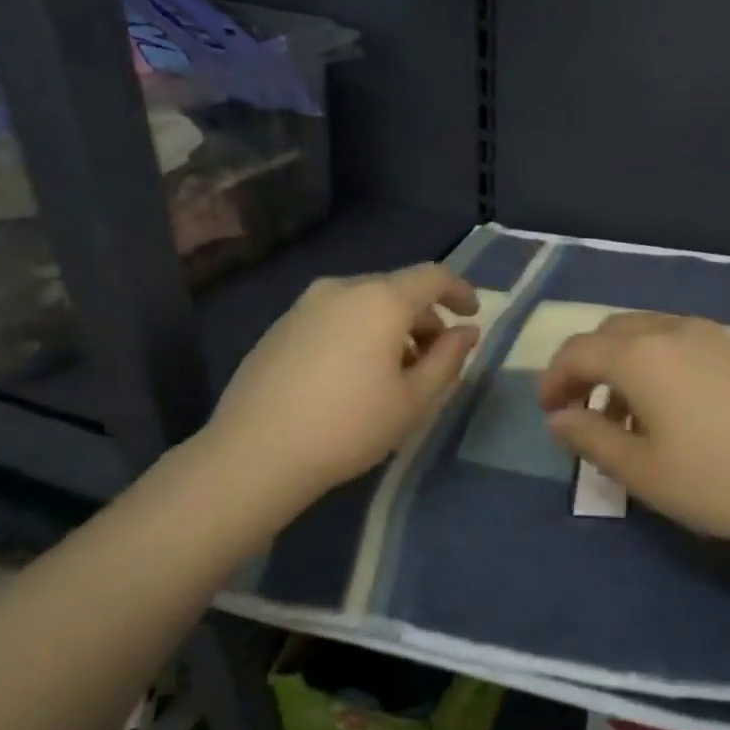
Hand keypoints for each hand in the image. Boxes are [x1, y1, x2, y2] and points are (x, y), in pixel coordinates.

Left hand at [205, 263, 479, 501]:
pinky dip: (358, 335)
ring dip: (391, 329)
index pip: (433, 277)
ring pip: (364, 305)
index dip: (460, 292)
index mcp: (381, 300)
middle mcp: (342, 289)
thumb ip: (448, 359)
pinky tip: (354, 378)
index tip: (472, 316)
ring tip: (395, 374)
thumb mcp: (414, 399)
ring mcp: (305, 306)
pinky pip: (335, 318)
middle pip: (397, 290)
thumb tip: (466, 332)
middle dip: (425, 318)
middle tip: (435, 360)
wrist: (257, 452)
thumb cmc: (351, 426)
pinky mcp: (280, 328)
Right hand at [538, 314, 729, 551]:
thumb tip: (559, 419)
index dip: (553, 380)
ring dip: (625, 367)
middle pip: (613, 333)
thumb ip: (591, 439)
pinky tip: (675, 411)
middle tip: (583, 411)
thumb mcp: (642, 471)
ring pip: (650, 335)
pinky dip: (660, 366)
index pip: (578, 351)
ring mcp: (715, 336)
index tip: (550, 414)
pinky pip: (684, 344)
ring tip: (629, 419)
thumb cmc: (718, 481)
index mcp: (641, 355)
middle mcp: (674, 330)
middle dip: (588, 367)